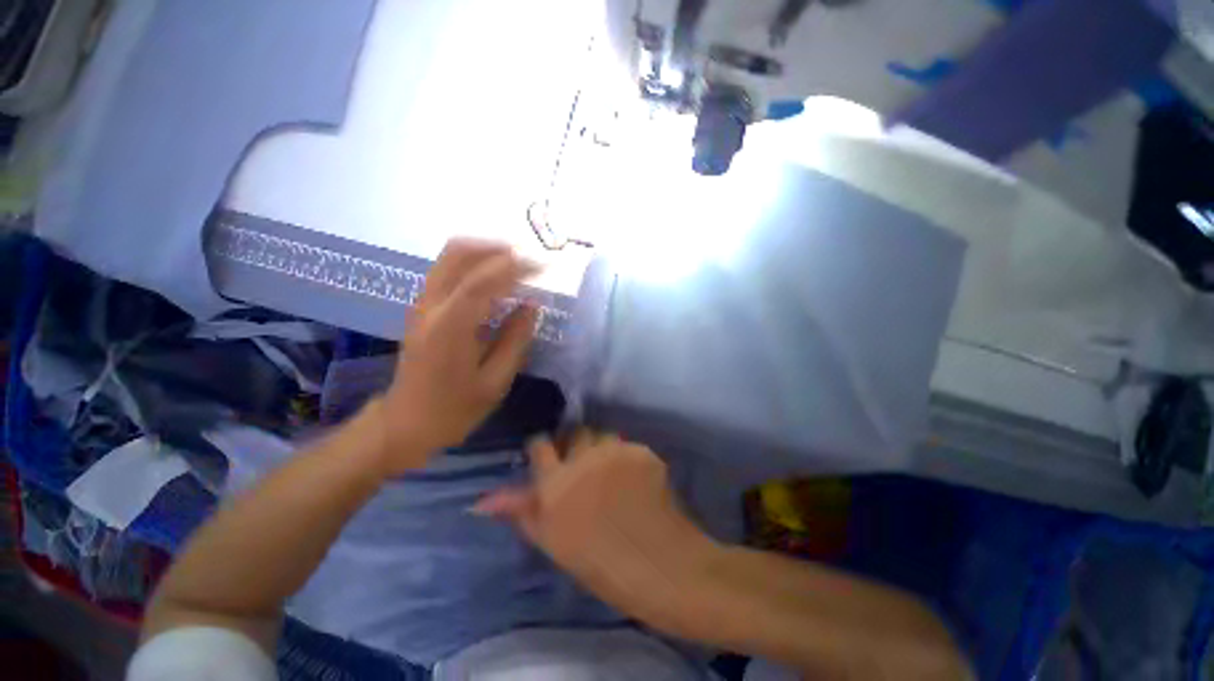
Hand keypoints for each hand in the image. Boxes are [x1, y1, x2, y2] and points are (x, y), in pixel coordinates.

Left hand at [378, 239, 539, 472]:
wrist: (405, 423)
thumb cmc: (454, 409)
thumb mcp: (495, 382)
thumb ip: (516, 339)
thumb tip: (532, 305)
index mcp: (449, 327)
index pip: (481, 281)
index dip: (515, 267)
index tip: (543, 266)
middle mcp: (430, 306)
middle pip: (457, 254)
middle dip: (496, 249)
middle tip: (528, 259)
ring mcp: (422, 304)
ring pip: (450, 257)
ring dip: (485, 253)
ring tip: (517, 265)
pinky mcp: (422, 308)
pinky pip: (449, 271)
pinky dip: (475, 266)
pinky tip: (496, 280)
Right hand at [473, 431, 718, 622]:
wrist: (660, 565)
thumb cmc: (600, 564)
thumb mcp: (553, 542)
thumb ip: (522, 512)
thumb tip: (483, 500)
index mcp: (556, 482)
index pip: (540, 444)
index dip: (543, 448)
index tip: (548, 459)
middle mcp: (583, 457)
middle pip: (574, 432)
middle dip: (575, 445)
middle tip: (584, 469)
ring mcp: (616, 450)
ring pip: (602, 435)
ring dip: (602, 448)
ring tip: (611, 473)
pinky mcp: (641, 450)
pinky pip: (627, 446)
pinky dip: (627, 458)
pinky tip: (635, 481)